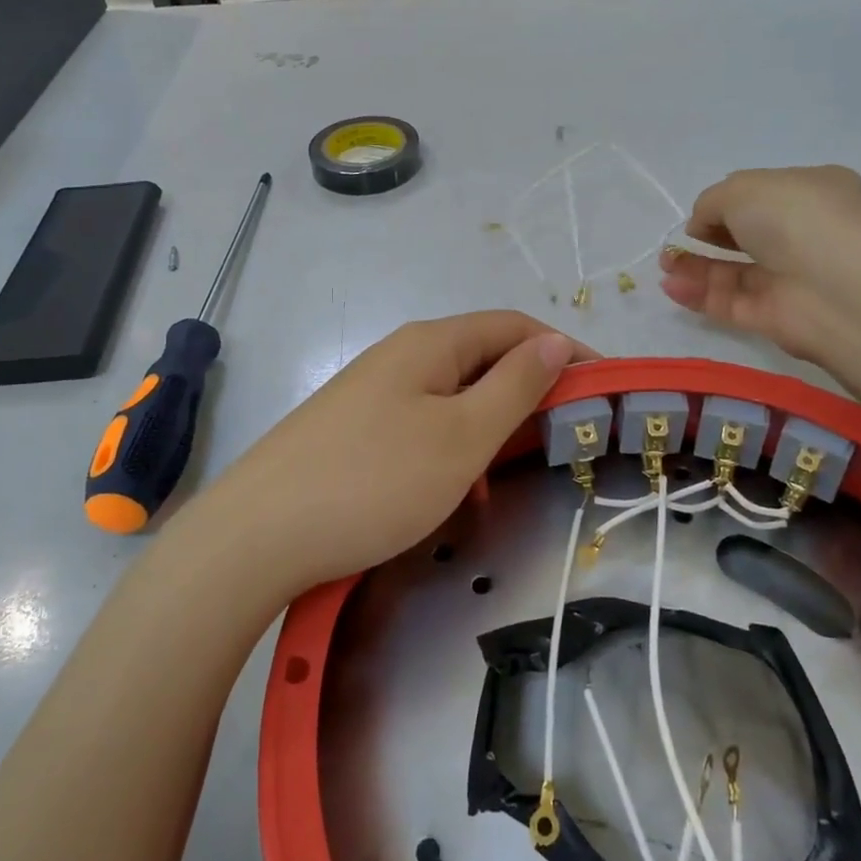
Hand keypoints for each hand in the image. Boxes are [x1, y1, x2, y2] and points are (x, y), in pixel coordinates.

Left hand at [187, 311, 583, 596]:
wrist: (257, 534)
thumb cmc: (375, 481)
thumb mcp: (462, 435)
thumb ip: (516, 385)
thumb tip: (556, 340)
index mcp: (431, 343)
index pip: (514, 326)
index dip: (564, 351)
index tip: (602, 391)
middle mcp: (400, 355)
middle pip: (483, 359)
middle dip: (527, 395)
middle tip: (558, 441)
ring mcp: (371, 392)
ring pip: (453, 398)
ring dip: (488, 431)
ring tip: (502, 481)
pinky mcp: (352, 429)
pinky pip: (420, 426)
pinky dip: (450, 452)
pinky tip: (451, 496)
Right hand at [659, 166, 860, 363]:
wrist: (839, 287)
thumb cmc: (796, 219)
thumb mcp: (743, 188)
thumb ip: (711, 202)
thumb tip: (701, 226)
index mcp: (811, 193)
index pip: (762, 197)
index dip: (726, 204)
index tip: (701, 214)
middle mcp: (803, 235)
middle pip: (745, 237)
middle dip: (705, 238)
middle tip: (673, 245)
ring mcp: (790, 279)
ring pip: (734, 273)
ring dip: (695, 268)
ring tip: (664, 264)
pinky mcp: (774, 318)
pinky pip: (730, 303)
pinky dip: (699, 295)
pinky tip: (671, 286)